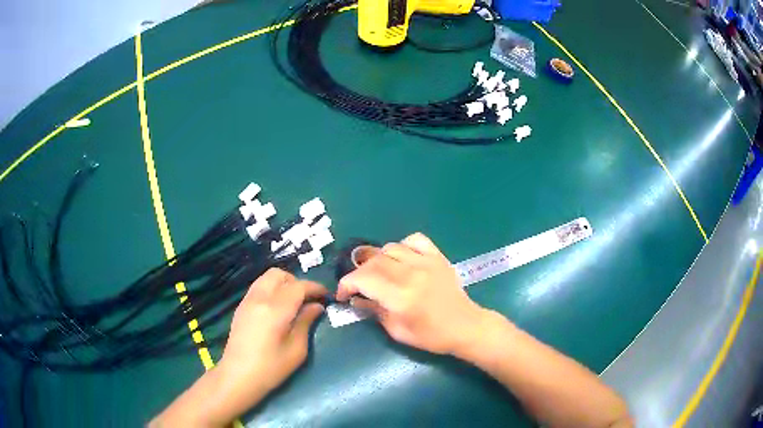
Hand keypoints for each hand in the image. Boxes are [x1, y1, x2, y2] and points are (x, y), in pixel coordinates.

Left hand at [218, 268, 327, 400]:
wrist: (238, 376)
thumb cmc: (271, 368)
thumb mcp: (296, 350)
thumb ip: (306, 323)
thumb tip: (316, 306)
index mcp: (275, 310)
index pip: (298, 286)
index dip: (315, 287)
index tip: (326, 295)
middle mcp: (259, 298)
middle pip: (279, 274)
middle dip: (297, 282)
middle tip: (308, 299)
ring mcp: (247, 301)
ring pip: (266, 278)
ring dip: (283, 284)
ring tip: (293, 303)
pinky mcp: (241, 307)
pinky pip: (258, 287)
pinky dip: (271, 289)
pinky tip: (277, 309)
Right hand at [336, 233, 492, 355]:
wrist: (465, 326)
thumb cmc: (431, 336)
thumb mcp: (397, 332)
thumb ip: (374, 312)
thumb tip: (355, 299)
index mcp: (401, 297)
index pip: (363, 279)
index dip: (346, 284)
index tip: (342, 294)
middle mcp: (412, 274)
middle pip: (373, 261)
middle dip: (358, 272)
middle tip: (358, 286)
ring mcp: (427, 262)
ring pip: (390, 248)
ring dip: (377, 259)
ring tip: (378, 273)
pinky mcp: (438, 257)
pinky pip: (414, 240)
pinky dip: (401, 246)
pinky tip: (401, 259)